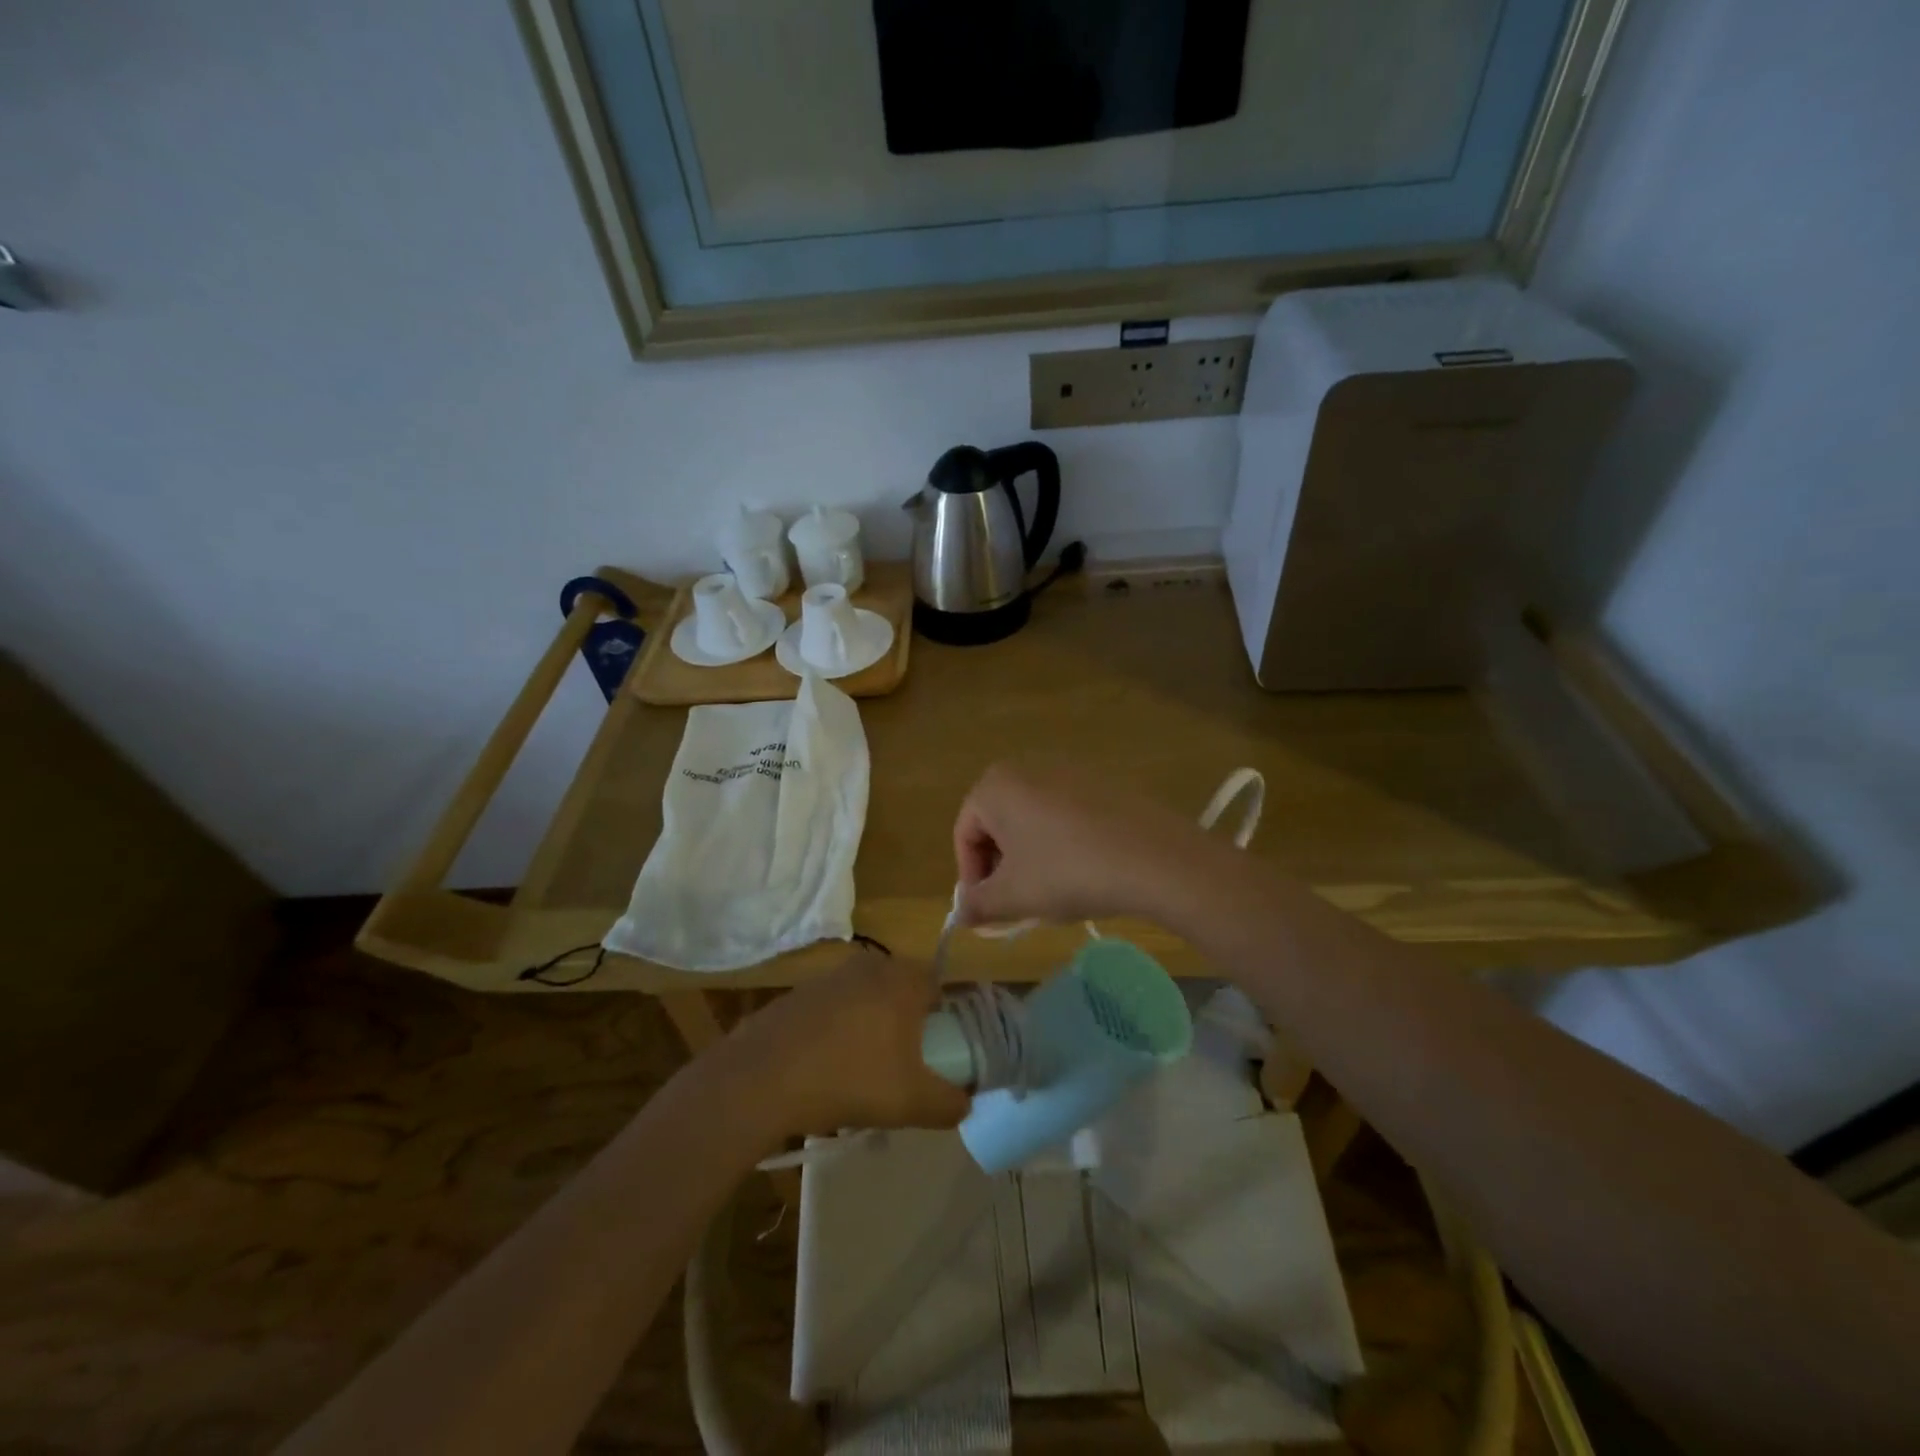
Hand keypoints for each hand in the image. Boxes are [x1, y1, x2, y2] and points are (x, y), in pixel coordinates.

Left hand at [721, 950, 969, 1138]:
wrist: (763, 1078)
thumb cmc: (851, 1078)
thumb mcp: (912, 1102)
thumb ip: (950, 1103)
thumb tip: (966, 1102)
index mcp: (902, 979)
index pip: (939, 986)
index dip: (944, 1020)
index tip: (937, 1053)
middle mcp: (869, 965)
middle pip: (902, 991)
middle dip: (906, 1025)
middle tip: (903, 1067)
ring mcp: (830, 976)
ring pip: (866, 1000)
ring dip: (870, 1029)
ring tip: (862, 1075)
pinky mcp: (798, 993)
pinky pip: (833, 1010)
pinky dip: (837, 1033)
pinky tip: (825, 1070)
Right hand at [952, 761, 1213, 926]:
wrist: (1154, 858)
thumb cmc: (1067, 872)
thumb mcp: (1012, 897)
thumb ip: (977, 904)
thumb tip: (961, 913)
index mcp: (995, 785)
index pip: (964, 834)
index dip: (971, 877)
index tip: (988, 910)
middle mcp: (1027, 767)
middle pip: (998, 824)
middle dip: (1001, 867)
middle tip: (1017, 904)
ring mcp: (1069, 771)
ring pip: (1032, 821)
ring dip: (1031, 858)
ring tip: (1052, 893)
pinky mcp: (1102, 784)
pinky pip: (1066, 816)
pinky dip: (1063, 844)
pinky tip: (1084, 873)